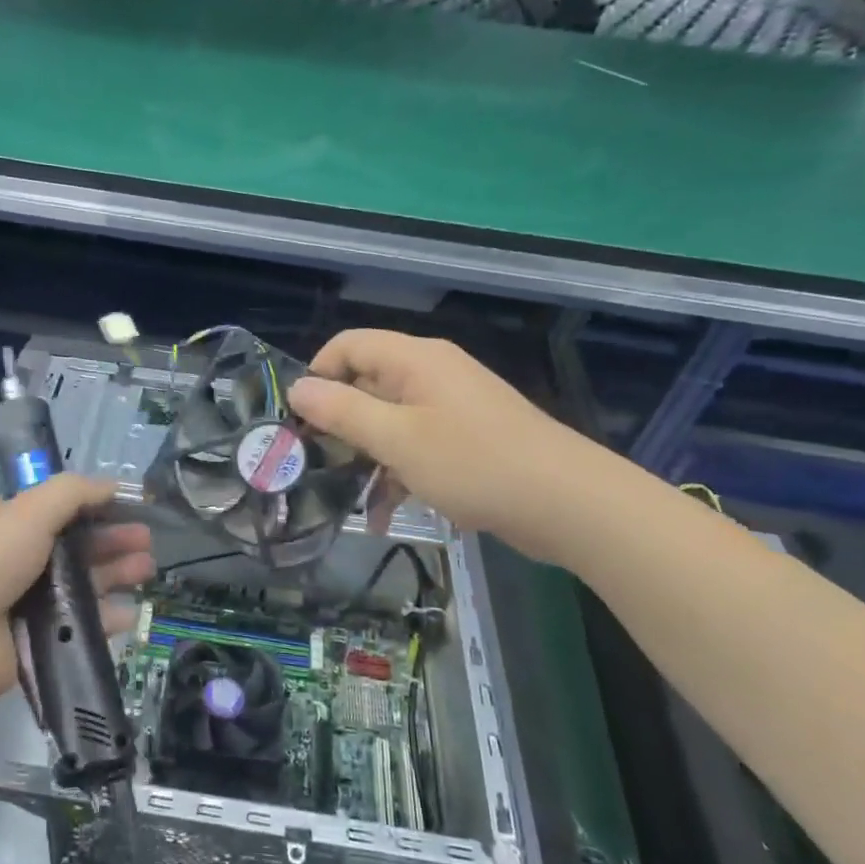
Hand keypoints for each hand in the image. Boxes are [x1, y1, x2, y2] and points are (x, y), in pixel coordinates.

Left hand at [0, 475, 154, 710]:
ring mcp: (20, 602)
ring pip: (77, 583)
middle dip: (110, 540)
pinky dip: (104, 617)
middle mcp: (9, 559)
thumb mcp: (28, 510)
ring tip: (147, 570)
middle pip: (71, 545)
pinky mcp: (32, 641)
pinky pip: (75, 624)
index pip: (53, 508)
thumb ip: (73, 492)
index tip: (129, 507)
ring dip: (113, 574)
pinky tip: (130, 613)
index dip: (92, 506)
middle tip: (147, 541)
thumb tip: (111, 484)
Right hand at [288, 329, 595, 562]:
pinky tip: (383, 517)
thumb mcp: (397, 438)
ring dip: (365, 458)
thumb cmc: (474, 463)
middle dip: (336, 424)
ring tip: (344, 498)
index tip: (297, 420)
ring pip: (388, 422)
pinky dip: (396, 475)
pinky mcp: (464, 441)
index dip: (317, 375)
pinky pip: (415, 447)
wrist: (567, 503)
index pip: (348, 346)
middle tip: (311, 463)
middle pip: (365, 384)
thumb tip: (297, 388)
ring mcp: (450, 409)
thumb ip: (342, 412)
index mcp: (414, 360)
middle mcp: (431, 375)